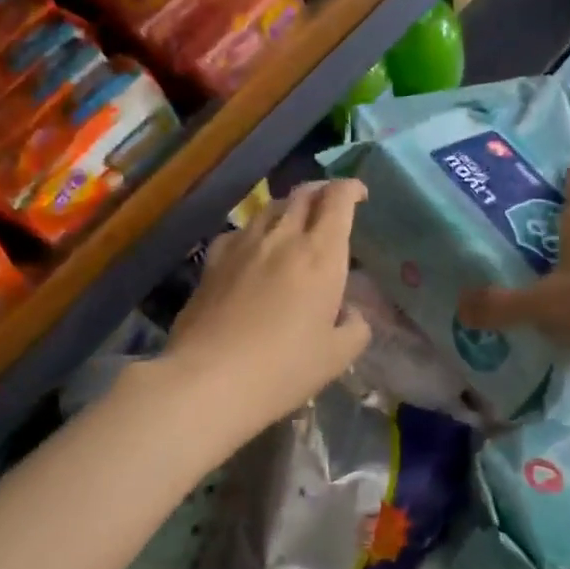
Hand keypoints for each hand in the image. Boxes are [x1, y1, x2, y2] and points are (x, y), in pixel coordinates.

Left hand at [161, 180, 371, 438]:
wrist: (209, 379)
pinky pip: (239, 231)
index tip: (359, 194)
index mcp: (321, 255)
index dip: (351, 188)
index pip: (338, 200)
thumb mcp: (337, 356)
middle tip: (330, 202)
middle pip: (303, 194)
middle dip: (321, 190)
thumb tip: (350, 313)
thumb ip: (355, 327)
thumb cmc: (284, 368)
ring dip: (288, 206)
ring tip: (295, 221)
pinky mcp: (213, 261)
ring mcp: (243, 246)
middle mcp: (282, 238)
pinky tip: (253, 248)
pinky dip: (254, 230)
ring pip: (269, 207)